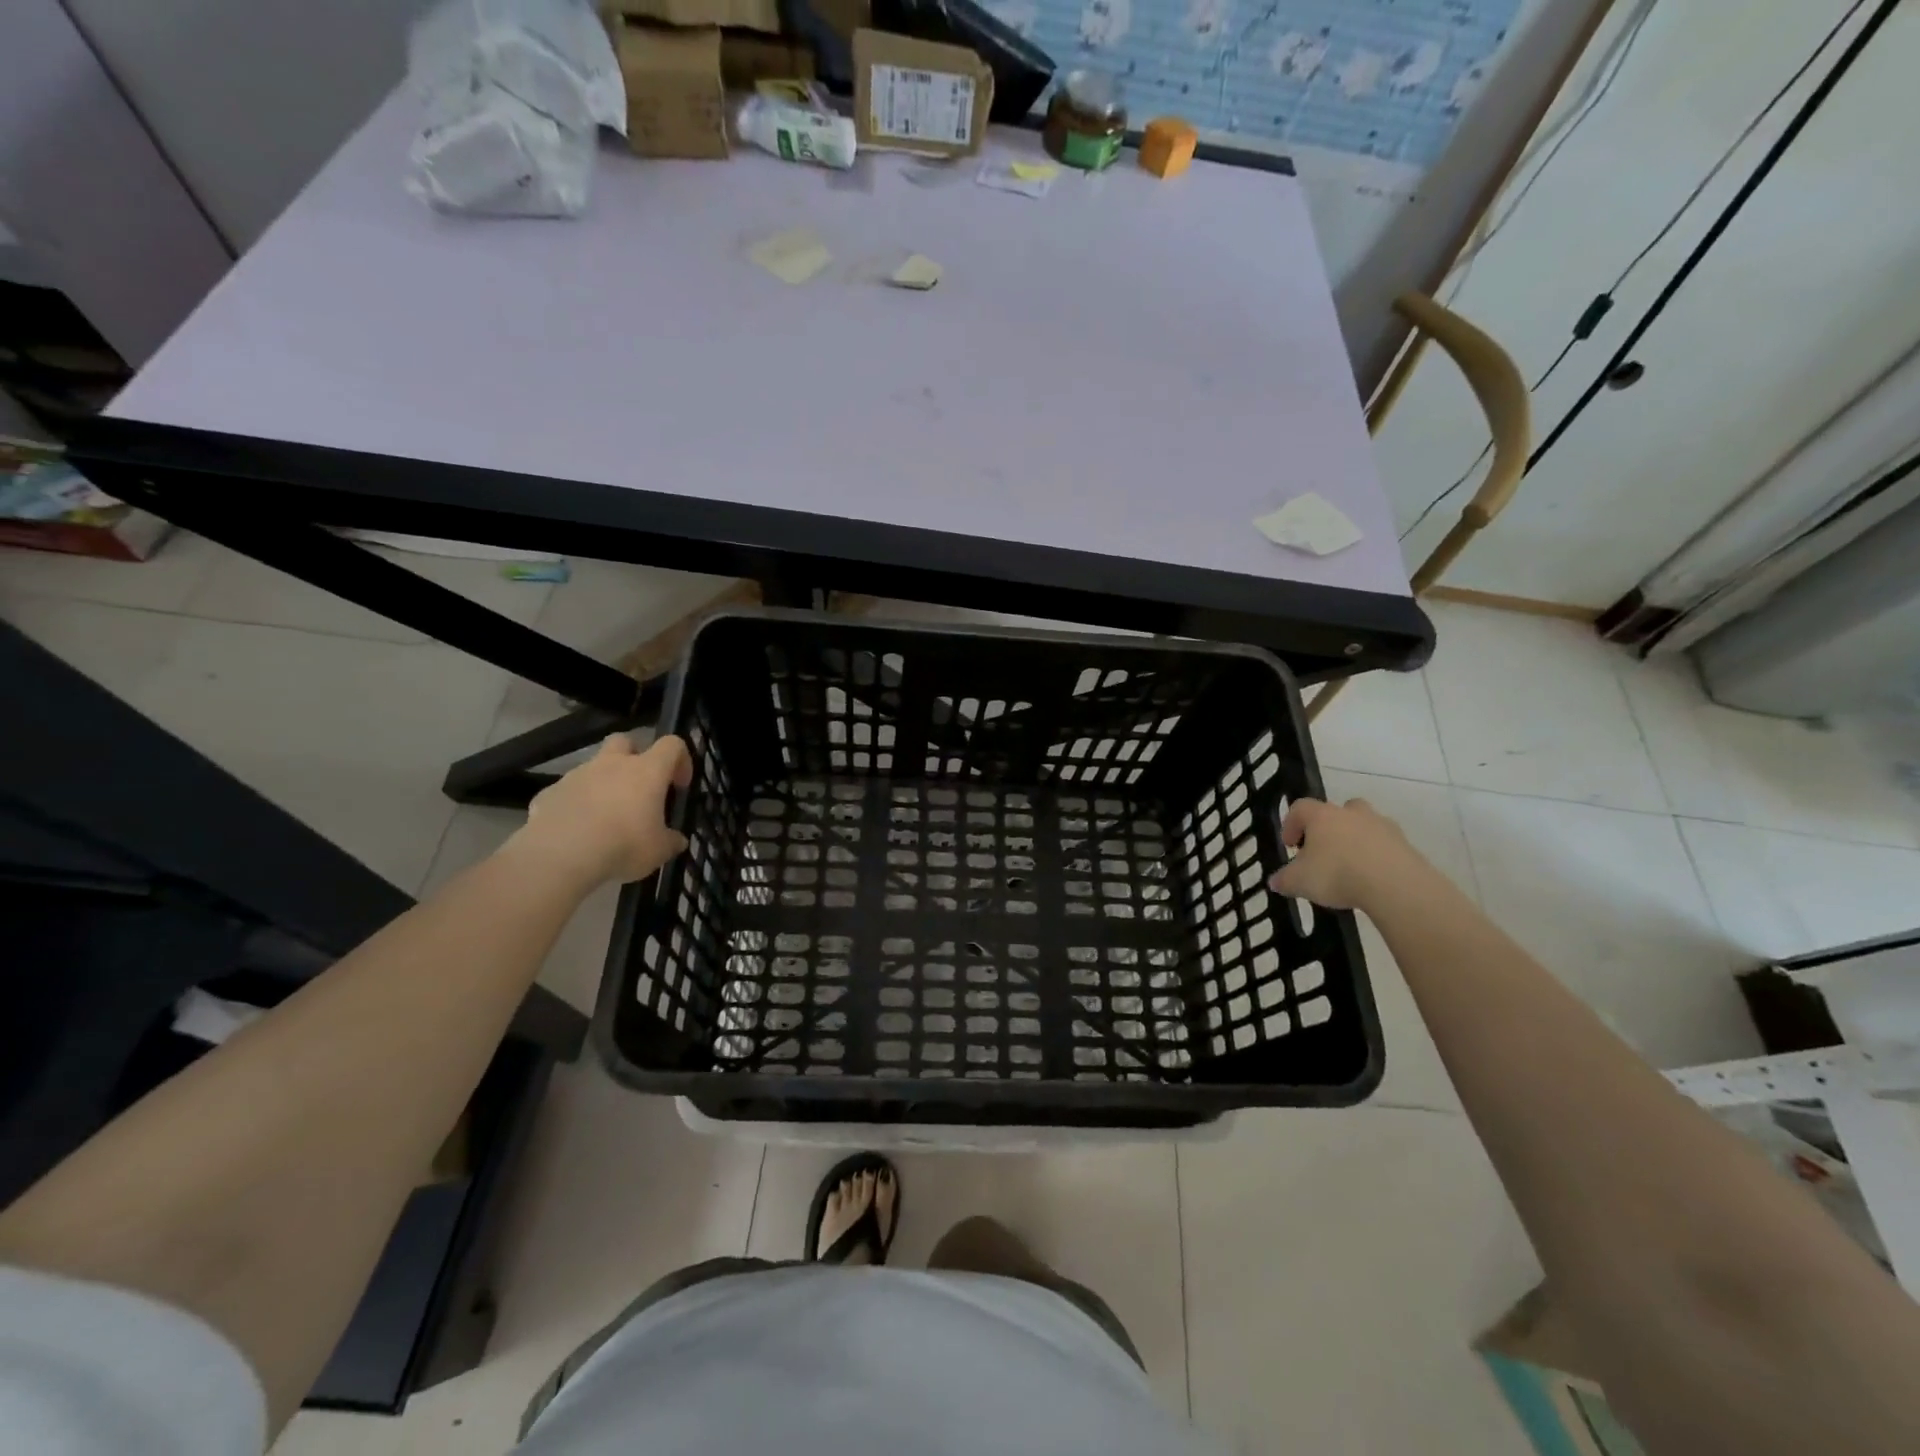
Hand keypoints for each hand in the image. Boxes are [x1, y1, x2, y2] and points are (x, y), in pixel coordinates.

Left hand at [510, 733, 693, 886]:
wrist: (559, 856)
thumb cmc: (622, 845)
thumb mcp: (659, 851)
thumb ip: (671, 841)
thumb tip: (677, 840)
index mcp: (646, 771)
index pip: (672, 745)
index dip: (681, 760)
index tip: (679, 786)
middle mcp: (612, 764)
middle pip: (625, 741)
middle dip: (634, 757)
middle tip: (638, 787)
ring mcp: (577, 775)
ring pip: (593, 768)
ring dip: (603, 784)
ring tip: (605, 818)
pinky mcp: (549, 792)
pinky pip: (567, 792)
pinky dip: (575, 805)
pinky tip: (576, 831)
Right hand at [1268, 797, 1426, 909]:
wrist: (1395, 885)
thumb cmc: (1337, 874)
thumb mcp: (1299, 882)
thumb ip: (1284, 880)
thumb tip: (1275, 882)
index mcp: (1322, 816)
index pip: (1300, 808)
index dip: (1291, 824)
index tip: (1289, 845)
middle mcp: (1351, 813)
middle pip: (1336, 810)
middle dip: (1328, 827)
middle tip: (1322, 850)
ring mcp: (1382, 826)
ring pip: (1364, 825)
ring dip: (1355, 839)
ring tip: (1349, 866)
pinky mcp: (1405, 844)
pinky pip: (1384, 845)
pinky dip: (1376, 856)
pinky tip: (1371, 878)